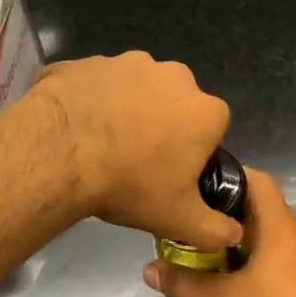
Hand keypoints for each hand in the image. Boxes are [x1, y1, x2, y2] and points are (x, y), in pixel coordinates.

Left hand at [32, 52, 241, 250]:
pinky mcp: (87, 61)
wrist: (60, 154)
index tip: (171, 173)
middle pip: (174, 103)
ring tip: (100, 143)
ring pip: (133, 89)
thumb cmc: (130, 185)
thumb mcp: (179, 220)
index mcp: (204, 110)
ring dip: (124, 109)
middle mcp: (173, 76)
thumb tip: (235, 234)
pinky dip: (88, 99)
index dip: (193, 152)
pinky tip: (74, 127)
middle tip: (135, 160)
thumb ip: (215, 229)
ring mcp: (127, 62)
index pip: (211, 130)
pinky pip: (94, 83)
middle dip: (161, 124)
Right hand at [142, 169, 295, 296]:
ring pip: (280, 233)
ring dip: (251, 238)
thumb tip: (148, 269)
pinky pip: (294, 255)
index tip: (201, 187)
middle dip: (233, 213)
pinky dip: (270, 257)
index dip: (230, 176)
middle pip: (267, 207)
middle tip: (200, 224)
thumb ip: (184, 282)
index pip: (258, 180)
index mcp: (282, 227)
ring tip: (218, 252)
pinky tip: (249, 279)